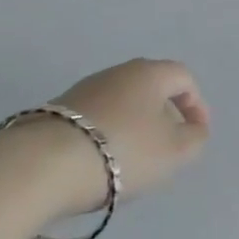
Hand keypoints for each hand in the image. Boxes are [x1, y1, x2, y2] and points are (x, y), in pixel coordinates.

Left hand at [32, 59, 211, 214]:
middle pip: (151, 88)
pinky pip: (94, 120)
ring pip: (121, 104)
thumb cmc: (123, 150)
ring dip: (133, 127)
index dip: (196, 105)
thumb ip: (195, 139)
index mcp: (150, 72)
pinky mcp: (55, 113)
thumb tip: (194, 130)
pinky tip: (100, 163)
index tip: (196, 135)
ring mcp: (83, 90)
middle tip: (167, 146)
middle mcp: (118, 72)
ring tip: (132, 160)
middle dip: (164, 116)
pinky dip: (106, 136)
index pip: (184, 78)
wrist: (42, 166)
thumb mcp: (175, 152)